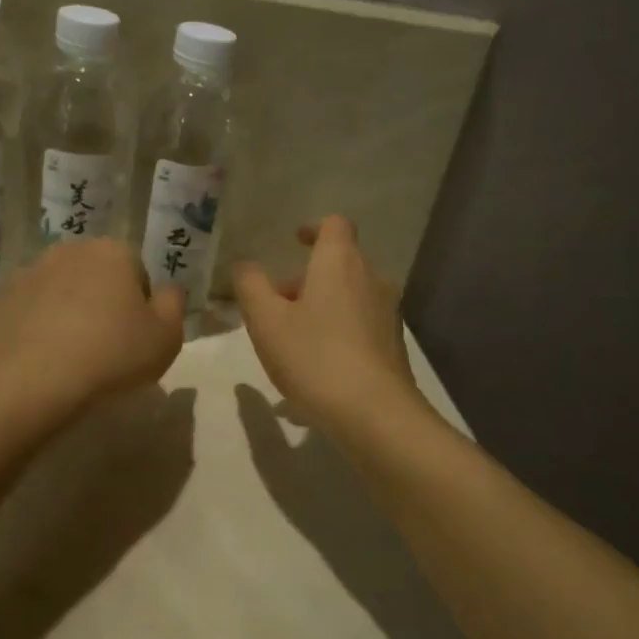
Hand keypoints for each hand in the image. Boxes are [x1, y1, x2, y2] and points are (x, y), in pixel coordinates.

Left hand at [0, 239, 184, 420]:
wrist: (33, 382)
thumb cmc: (112, 356)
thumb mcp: (167, 337)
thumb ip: (174, 304)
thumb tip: (165, 290)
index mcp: (112, 252)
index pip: (137, 273)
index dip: (140, 307)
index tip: (134, 338)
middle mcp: (68, 251)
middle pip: (95, 277)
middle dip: (101, 303)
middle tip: (105, 346)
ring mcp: (26, 273)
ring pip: (58, 291)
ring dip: (66, 312)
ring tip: (70, 355)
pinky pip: (25, 312)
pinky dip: (33, 328)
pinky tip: (39, 358)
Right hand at [234, 217, 418, 432]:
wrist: (375, 413)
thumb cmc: (314, 357)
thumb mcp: (266, 321)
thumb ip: (250, 286)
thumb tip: (245, 266)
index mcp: (340, 263)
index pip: (335, 225)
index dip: (313, 228)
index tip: (294, 242)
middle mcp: (372, 279)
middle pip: (339, 265)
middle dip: (307, 280)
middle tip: (275, 306)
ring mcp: (388, 314)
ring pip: (349, 298)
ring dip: (321, 309)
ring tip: (290, 344)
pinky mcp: (393, 346)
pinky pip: (358, 328)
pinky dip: (335, 336)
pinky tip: (314, 372)